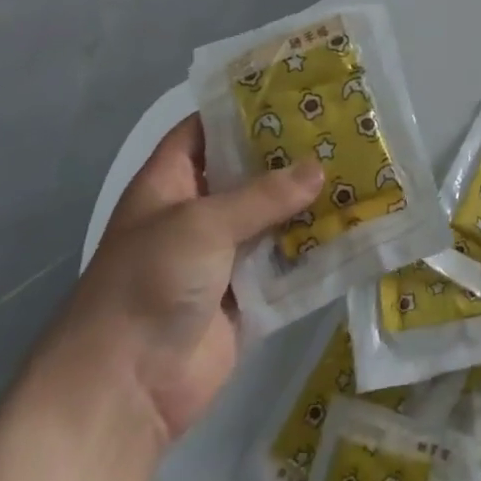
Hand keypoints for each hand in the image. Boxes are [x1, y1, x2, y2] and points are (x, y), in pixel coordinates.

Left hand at [62, 113, 321, 448]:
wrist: (124, 390)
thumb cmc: (148, 282)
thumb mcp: (202, 223)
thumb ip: (263, 195)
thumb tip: (319, 169)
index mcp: (170, 183)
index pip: (205, 130)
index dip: (241, 108)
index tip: (292, 90)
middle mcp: (196, 213)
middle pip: (247, 172)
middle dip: (288, 155)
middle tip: (339, 128)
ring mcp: (220, 256)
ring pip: (271, 217)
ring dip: (307, 201)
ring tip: (356, 168)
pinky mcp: (245, 295)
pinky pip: (284, 262)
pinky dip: (312, 248)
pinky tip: (352, 225)